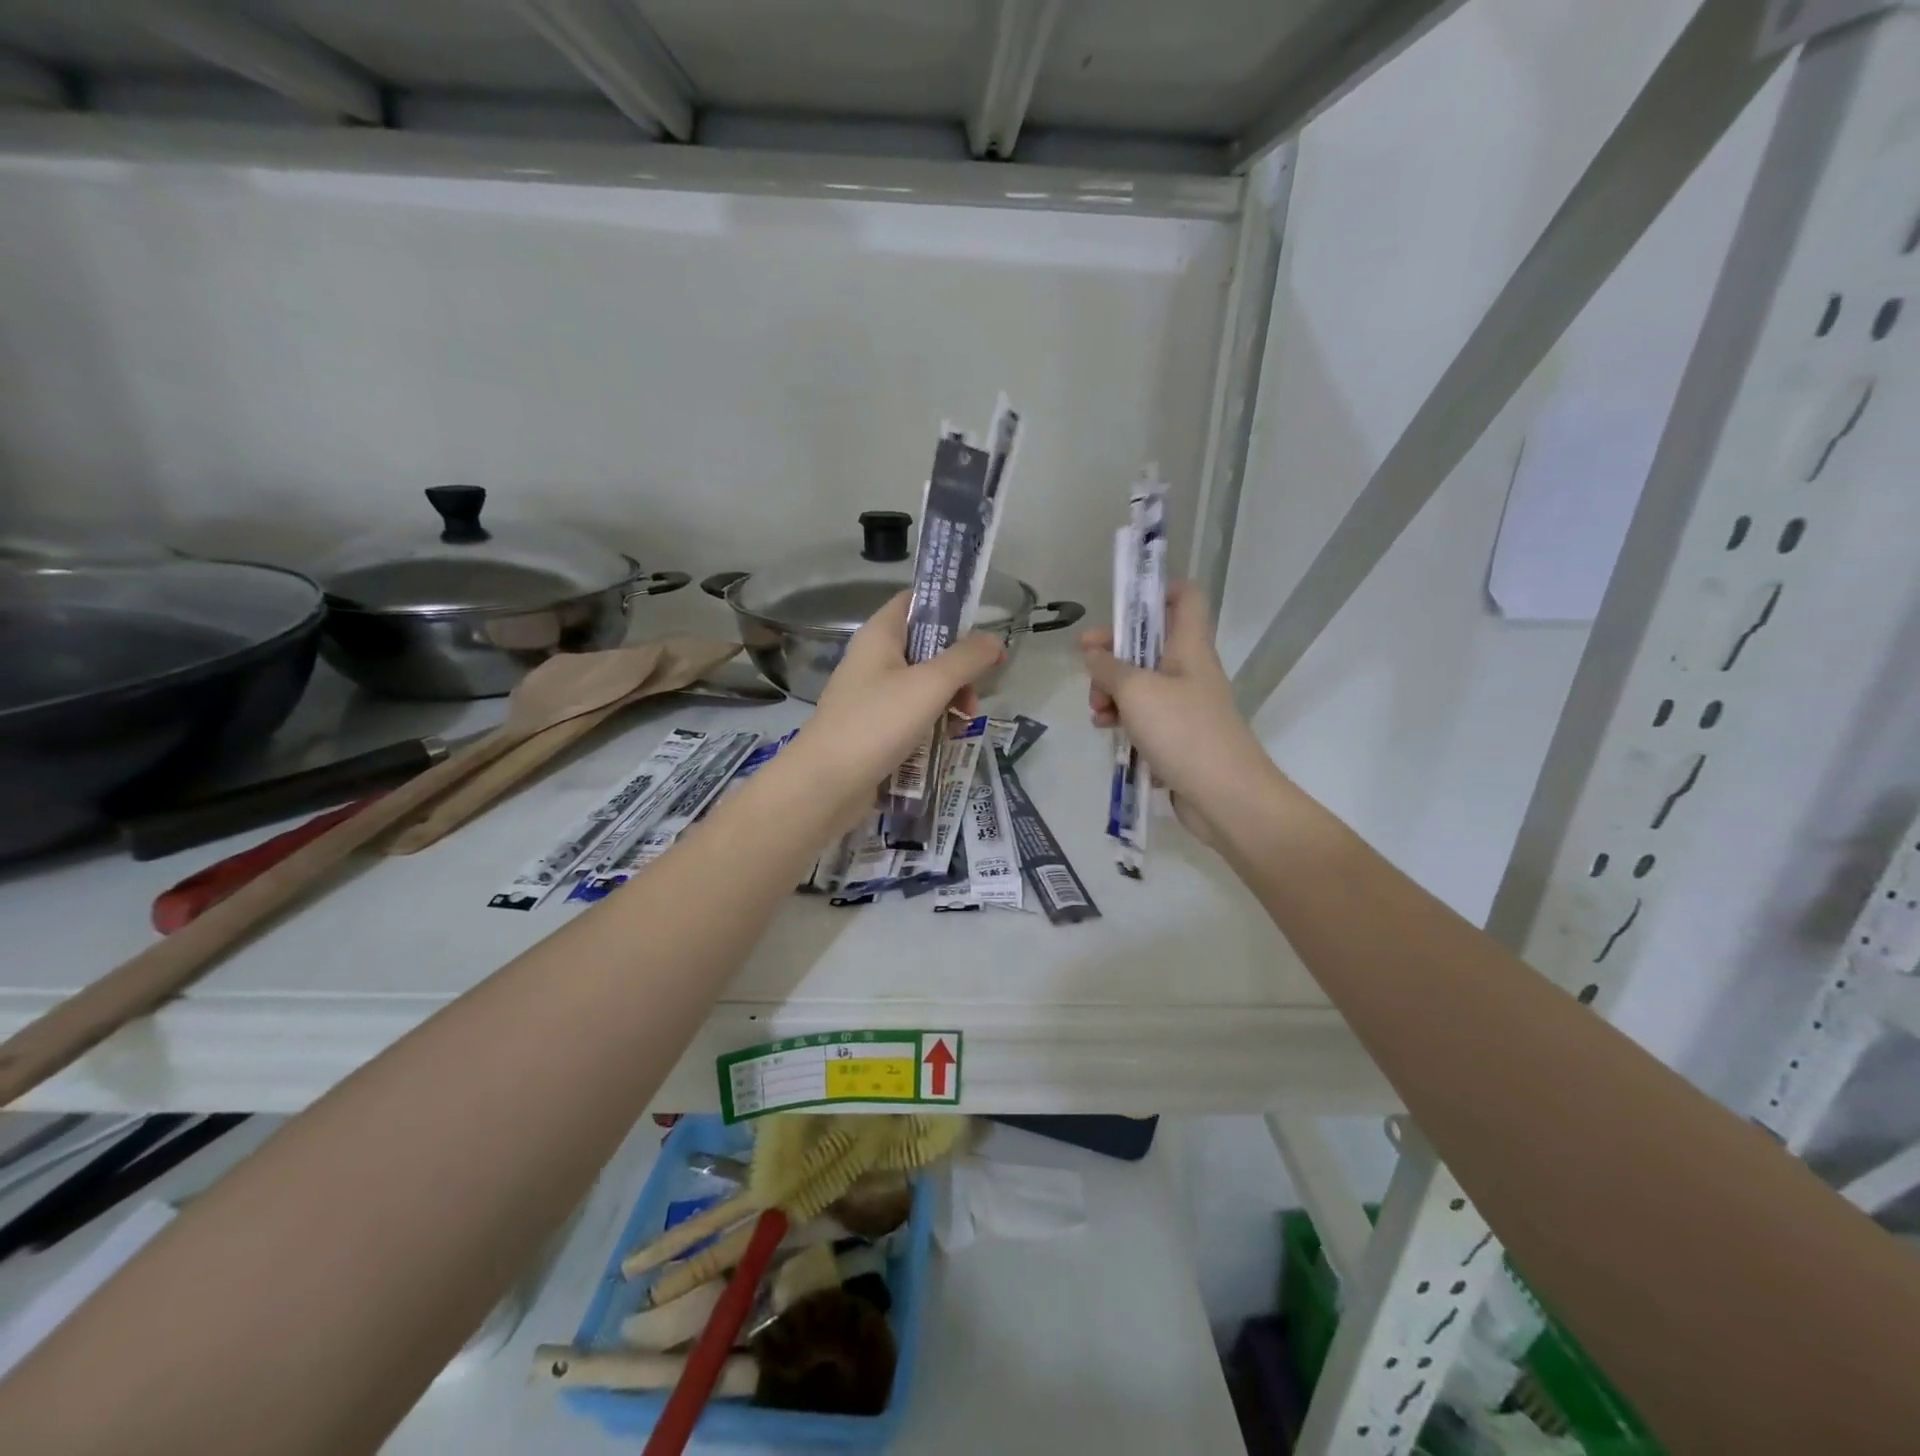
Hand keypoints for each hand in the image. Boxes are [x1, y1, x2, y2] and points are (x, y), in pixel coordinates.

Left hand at [793, 592, 1005, 830]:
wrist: (827, 784)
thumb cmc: (877, 723)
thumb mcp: (930, 685)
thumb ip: (967, 659)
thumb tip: (995, 641)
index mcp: (880, 635)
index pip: (915, 602)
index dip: (948, 608)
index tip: (980, 629)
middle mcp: (874, 659)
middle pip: (927, 647)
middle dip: (958, 667)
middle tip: (976, 691)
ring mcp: (873, 695)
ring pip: (924, 685)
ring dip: (950, 700)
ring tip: (963, 723)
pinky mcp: (875, 728)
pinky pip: (912, 715)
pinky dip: (932, 723)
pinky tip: (946, 741)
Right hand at [1082, 581, 1274, 845]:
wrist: (1225, 795)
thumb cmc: (1183, 731)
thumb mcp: (1136, 691)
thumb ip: (1109, 667)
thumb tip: (1094, 654)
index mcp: (1188, 646)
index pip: (1183, 597)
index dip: (1154, 590)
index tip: (1119, 603)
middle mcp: (1189, 669)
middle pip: (1148, 642)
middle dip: (1113, 651)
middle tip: (1088, 664)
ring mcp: (1184, 704)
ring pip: (1140, 682)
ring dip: (1111, 690)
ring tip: (1097, 711)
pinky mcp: (1177, 736)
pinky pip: (1143, 715)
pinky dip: (1123, 717)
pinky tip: (1106, 730)